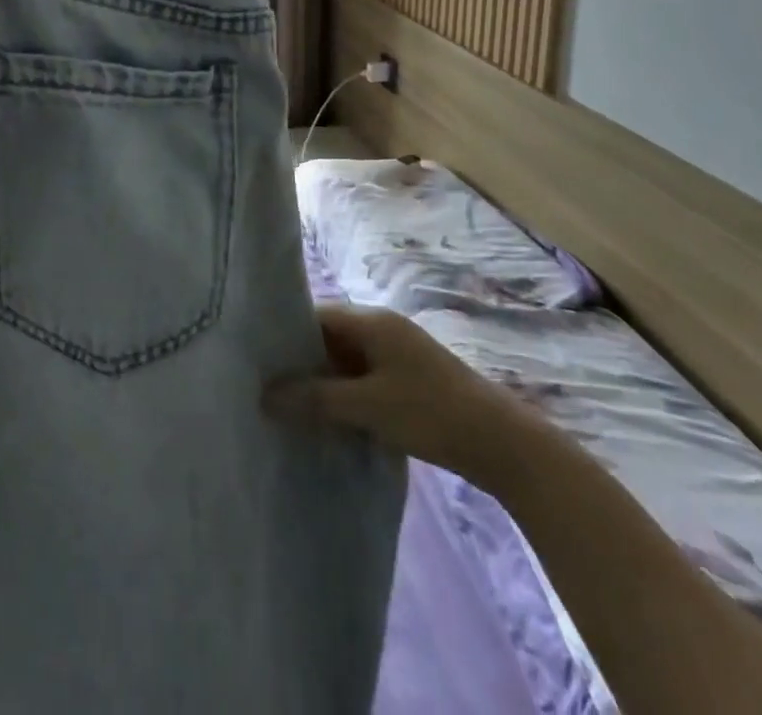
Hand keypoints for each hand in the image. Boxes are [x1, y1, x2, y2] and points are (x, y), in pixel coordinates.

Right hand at [264, 303, 536, 487]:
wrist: (504, 445)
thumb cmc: (430, 413)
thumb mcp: (367, 407)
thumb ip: (315, 399)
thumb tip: (263, 394)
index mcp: (371, 321)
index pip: (315, 315)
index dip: (285, 335)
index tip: (258, 360)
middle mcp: (382, 328)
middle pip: (329, 337)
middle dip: (301, 362)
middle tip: (268, 389)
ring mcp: (398, 354)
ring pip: (346, 361)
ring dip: (323, 382)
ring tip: (292, 408)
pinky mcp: (409, 379)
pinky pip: (363, 378)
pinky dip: (345, 394)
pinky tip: (331, 420)